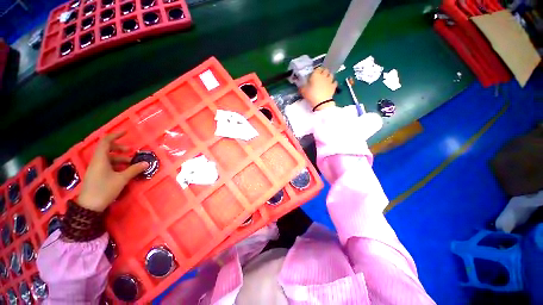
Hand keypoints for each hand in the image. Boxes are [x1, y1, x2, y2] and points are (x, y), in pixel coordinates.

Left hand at [78, 132, 148, 211]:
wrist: (89, 206)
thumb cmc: (104, 189)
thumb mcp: (122, 179)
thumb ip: (134, 170)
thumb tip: (146, 163)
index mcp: (100, 159)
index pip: (106, 141)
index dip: (116, 135)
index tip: (126, 132)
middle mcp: (97, 161)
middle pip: (107, 149)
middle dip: (120, 148)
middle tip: (131, 151)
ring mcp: (96, 168)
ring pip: (108, 158)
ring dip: (120, 158)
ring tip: (131, 163)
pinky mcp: (97, 175)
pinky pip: (107, 165)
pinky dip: (116, 165)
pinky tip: (124, 170)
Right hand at [300, 67, 337, 110]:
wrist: (321, 102)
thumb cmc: (311, 95)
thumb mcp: (303, 91)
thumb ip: (302, 86)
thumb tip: (301, 85)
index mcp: (316, 75)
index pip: (317, 68)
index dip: (316, 71)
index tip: (314, 74)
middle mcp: (323, 76)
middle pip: (325, 70)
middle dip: (323, 72)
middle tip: (320, 76)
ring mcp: (329, 81)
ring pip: (331, 75)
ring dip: (328, 76)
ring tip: (326, 79)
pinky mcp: (333, 86)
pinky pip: (335, 82)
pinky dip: (333, 82)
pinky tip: (331, 84)